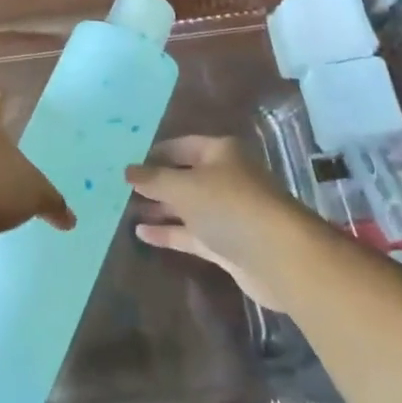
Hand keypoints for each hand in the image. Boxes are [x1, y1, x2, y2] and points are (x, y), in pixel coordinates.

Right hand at [127, 136, 312, 312]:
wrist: (278, 256)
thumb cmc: (229, 206)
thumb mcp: (184, 187)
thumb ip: (153, 179)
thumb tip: (128, 171)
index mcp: (220, 153)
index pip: (182, 146)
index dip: (156, 153)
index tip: (129, 164)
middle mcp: (226, 178)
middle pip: (185, 176)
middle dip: (157, 183)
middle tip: (123, 190)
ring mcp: (228, 212)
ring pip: (188, 207)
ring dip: (161, 209)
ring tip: (126, 212)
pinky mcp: (227, 244)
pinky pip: (192, 233)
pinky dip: (170, 232)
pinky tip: (142, 234)